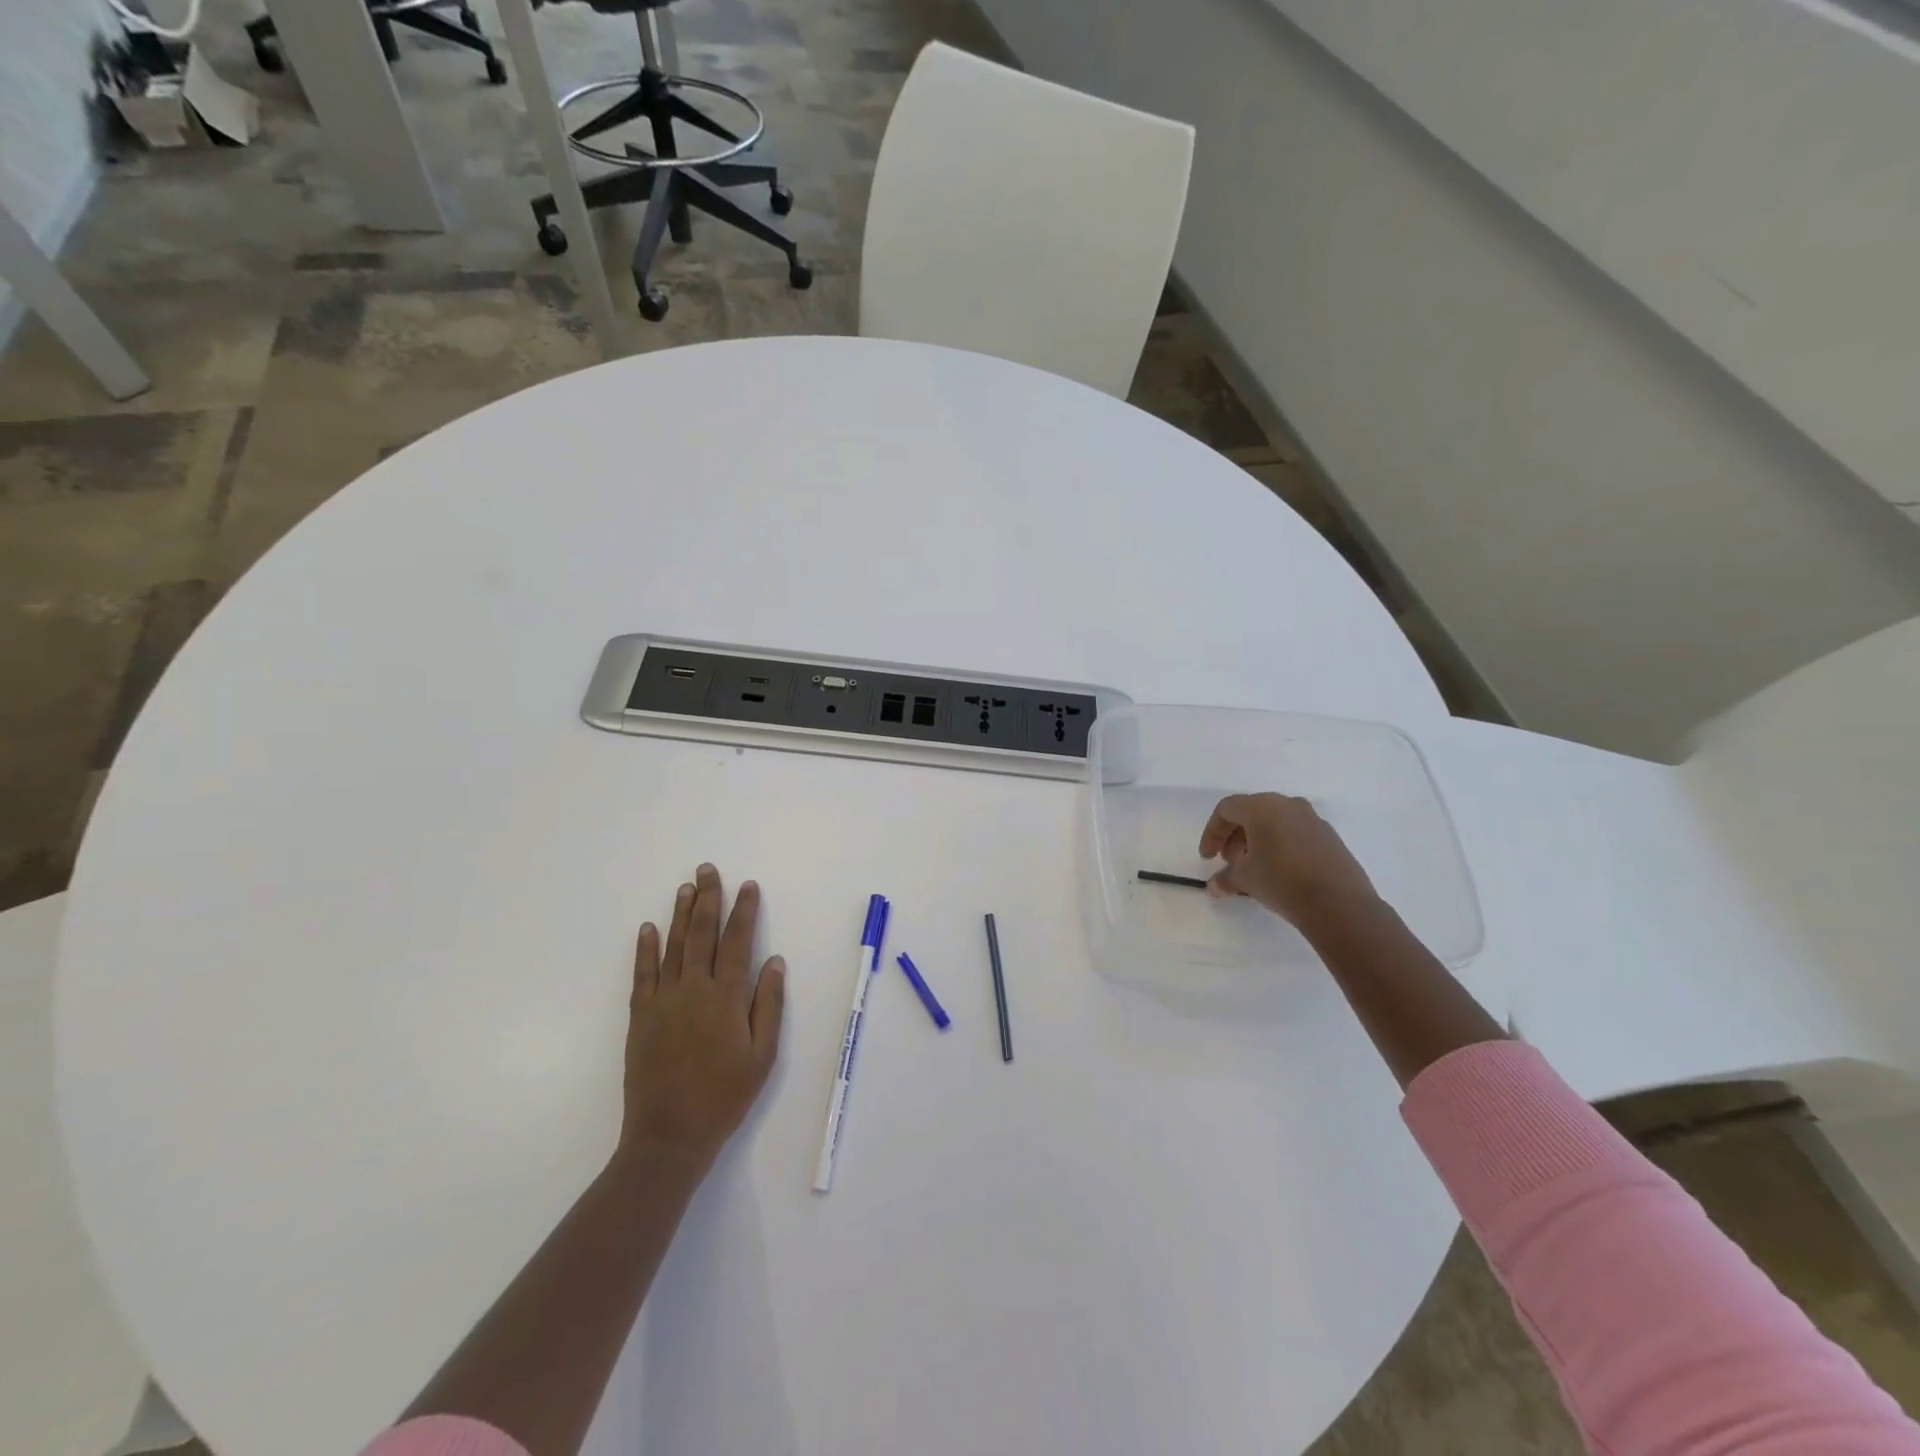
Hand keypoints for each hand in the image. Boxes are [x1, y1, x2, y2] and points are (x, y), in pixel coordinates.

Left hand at [617, 863, 785, 1176]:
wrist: (669, 1135)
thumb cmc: (725, 1096)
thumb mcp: (762, 1055)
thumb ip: (768, 1005)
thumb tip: (774, 961)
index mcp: (727, 997)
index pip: (738, 942)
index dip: (744, 911)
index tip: (748, 886)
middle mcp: (694, 989)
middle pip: (702, 933)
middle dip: (708, 898)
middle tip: (708, 870)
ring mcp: (663, 1000)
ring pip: (673, 946)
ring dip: (680, 914)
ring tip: (686, 887)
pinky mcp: (640, 1016)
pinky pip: (642, 974)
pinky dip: (645, 949)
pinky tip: (648, 928)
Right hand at [1198, 793, 1380, 932]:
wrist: (1339, 904)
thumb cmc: (1282, 881)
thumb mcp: (1246, 879)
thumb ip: (1225, 878)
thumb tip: (1214, 886)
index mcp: (1263, 807)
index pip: (1227, 809)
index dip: (1212, 832)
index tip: (1208, 857)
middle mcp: (1288, 805)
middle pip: (1251, 812)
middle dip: (1235, 836)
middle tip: (1230, 861)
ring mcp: (1313, 820)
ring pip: (1275, 822)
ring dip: (1258, 841)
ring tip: (1254, 868)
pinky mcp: (1330, 837)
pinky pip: (1296, 833)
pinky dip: (1280, 846)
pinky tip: (1280, 872)